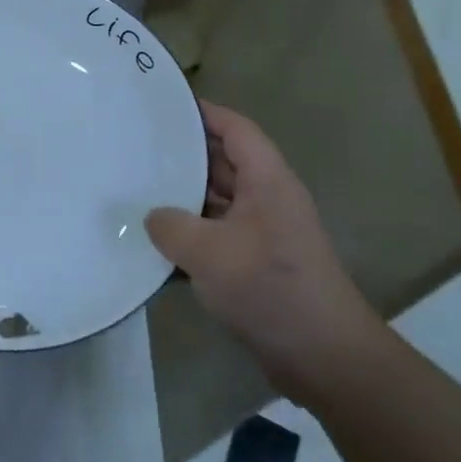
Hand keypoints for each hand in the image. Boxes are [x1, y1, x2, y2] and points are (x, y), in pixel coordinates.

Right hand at [144, 101, 381, 406]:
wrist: (322, 356)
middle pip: (225, 163)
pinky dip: (191, 235)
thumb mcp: (208, 252)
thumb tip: (153, 216)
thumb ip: (171, 225)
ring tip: (138, 190)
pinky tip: (155, 244)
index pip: (236, 130)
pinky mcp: (257, 266)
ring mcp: (264, 235)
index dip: (204, 113)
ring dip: (184, 198)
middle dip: (185, 155)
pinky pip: (217, 236)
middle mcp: (269, 200)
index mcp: (268, 181)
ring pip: (218, 202)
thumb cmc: (269, 288)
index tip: (165, 105)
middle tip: (138, 148)